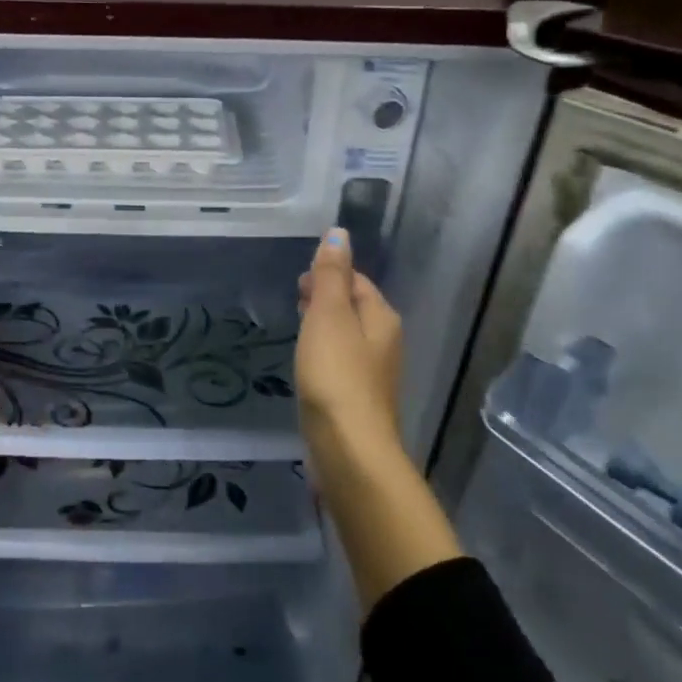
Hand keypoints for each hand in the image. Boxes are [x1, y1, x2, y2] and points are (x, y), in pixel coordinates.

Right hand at [296, 228, 403, 459]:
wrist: (349, 448)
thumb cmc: (336, 375)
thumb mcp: (329, 316)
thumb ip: (332, 275)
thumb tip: (339, 232)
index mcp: (381, 318)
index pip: (358, 282)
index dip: (330, 274)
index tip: (300, 279)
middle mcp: (384, 342)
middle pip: (355, 309)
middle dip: (328, 298)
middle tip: (296, 297)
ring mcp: (372, 374)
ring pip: (347, 337)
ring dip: (325, 326)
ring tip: (298, 324)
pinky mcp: (357, 400)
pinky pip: (340, 364)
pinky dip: (324, 353)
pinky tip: (307, 362)